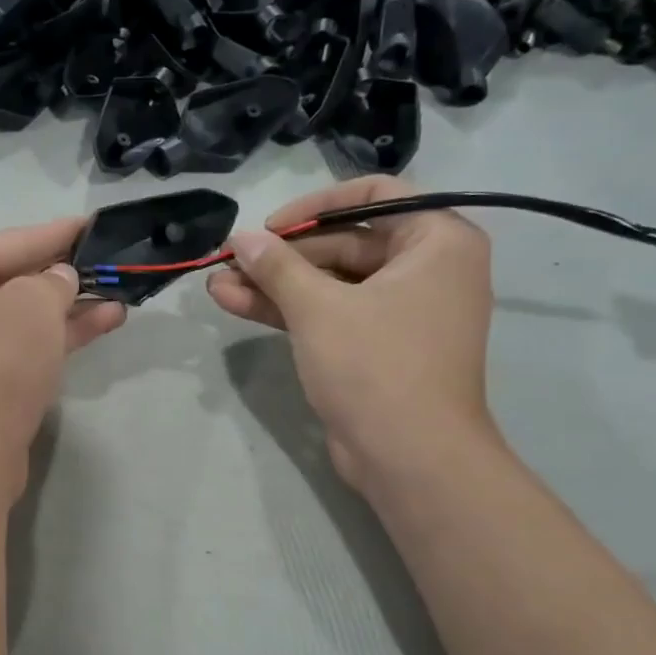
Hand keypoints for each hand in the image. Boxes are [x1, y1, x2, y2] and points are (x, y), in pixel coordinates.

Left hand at [0, 218, 124, 492]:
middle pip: (18, 276)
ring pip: (27, 313)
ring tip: (121, 293)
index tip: (97, 224)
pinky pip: (27, 342)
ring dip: (72, 304)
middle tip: (112, 260)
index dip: (59, 232)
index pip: (14, 240)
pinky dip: (62, 333)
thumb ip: (53, 280)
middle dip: (67, 271)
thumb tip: (59, 279)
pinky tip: (105, 321)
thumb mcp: (33, 305)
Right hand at [207, 177, 495, 490]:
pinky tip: (234, 303)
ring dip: (274, 284)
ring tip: (218, 283)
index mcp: (437, 242)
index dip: (315, 206)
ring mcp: (399, 311)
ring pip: (329, 283)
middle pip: (344, 243)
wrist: (408, 458)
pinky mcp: (375, 346)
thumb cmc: (376, 366)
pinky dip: (287, 310)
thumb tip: (241, 237)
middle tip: (230, 261)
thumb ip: (277, 266)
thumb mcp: (318, 308)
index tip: (271, 227)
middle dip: (281, 256)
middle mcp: (425, 270)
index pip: (374, 197)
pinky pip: (330, 313)